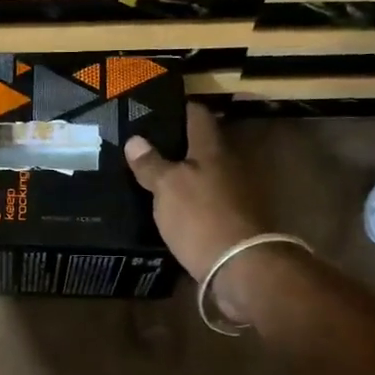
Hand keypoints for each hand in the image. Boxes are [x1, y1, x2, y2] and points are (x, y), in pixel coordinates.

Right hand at [124, 104, 276, 321]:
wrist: (240, 267)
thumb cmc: (201, 217)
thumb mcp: (167, 187)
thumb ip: (151, 164)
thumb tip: (135, 139)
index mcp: (212, 149)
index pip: (197, 115)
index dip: (178, 108)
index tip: (155, 108)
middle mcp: (228, 165)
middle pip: (201, 145)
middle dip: (176, 143)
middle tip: (144, 145)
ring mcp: (234, 194)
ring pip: (203, 174)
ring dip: (182, 174)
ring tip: (150, 176)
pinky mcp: (232, 220)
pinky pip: (205, 200)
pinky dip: (188, 199)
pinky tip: (168, 207)